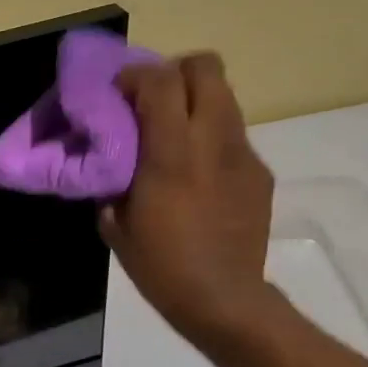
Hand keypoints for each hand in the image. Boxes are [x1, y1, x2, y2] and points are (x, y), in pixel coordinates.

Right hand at [97, 52, 280, 352]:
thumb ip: (112, 181)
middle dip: (174, 72)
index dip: (135, 75)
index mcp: (171, 154)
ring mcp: (243, 154)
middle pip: (205, 68)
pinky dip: (209, 137)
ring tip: (171, 132)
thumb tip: (108, 160)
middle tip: (150, 99)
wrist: (223, 298)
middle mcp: (213, 141)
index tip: (116, 92)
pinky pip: (232, 134)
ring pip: (224, 97)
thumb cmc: (159, 265)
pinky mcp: (259, 172)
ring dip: (194, 102)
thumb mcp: (115, 224)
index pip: (161, 82)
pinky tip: (195, 173)